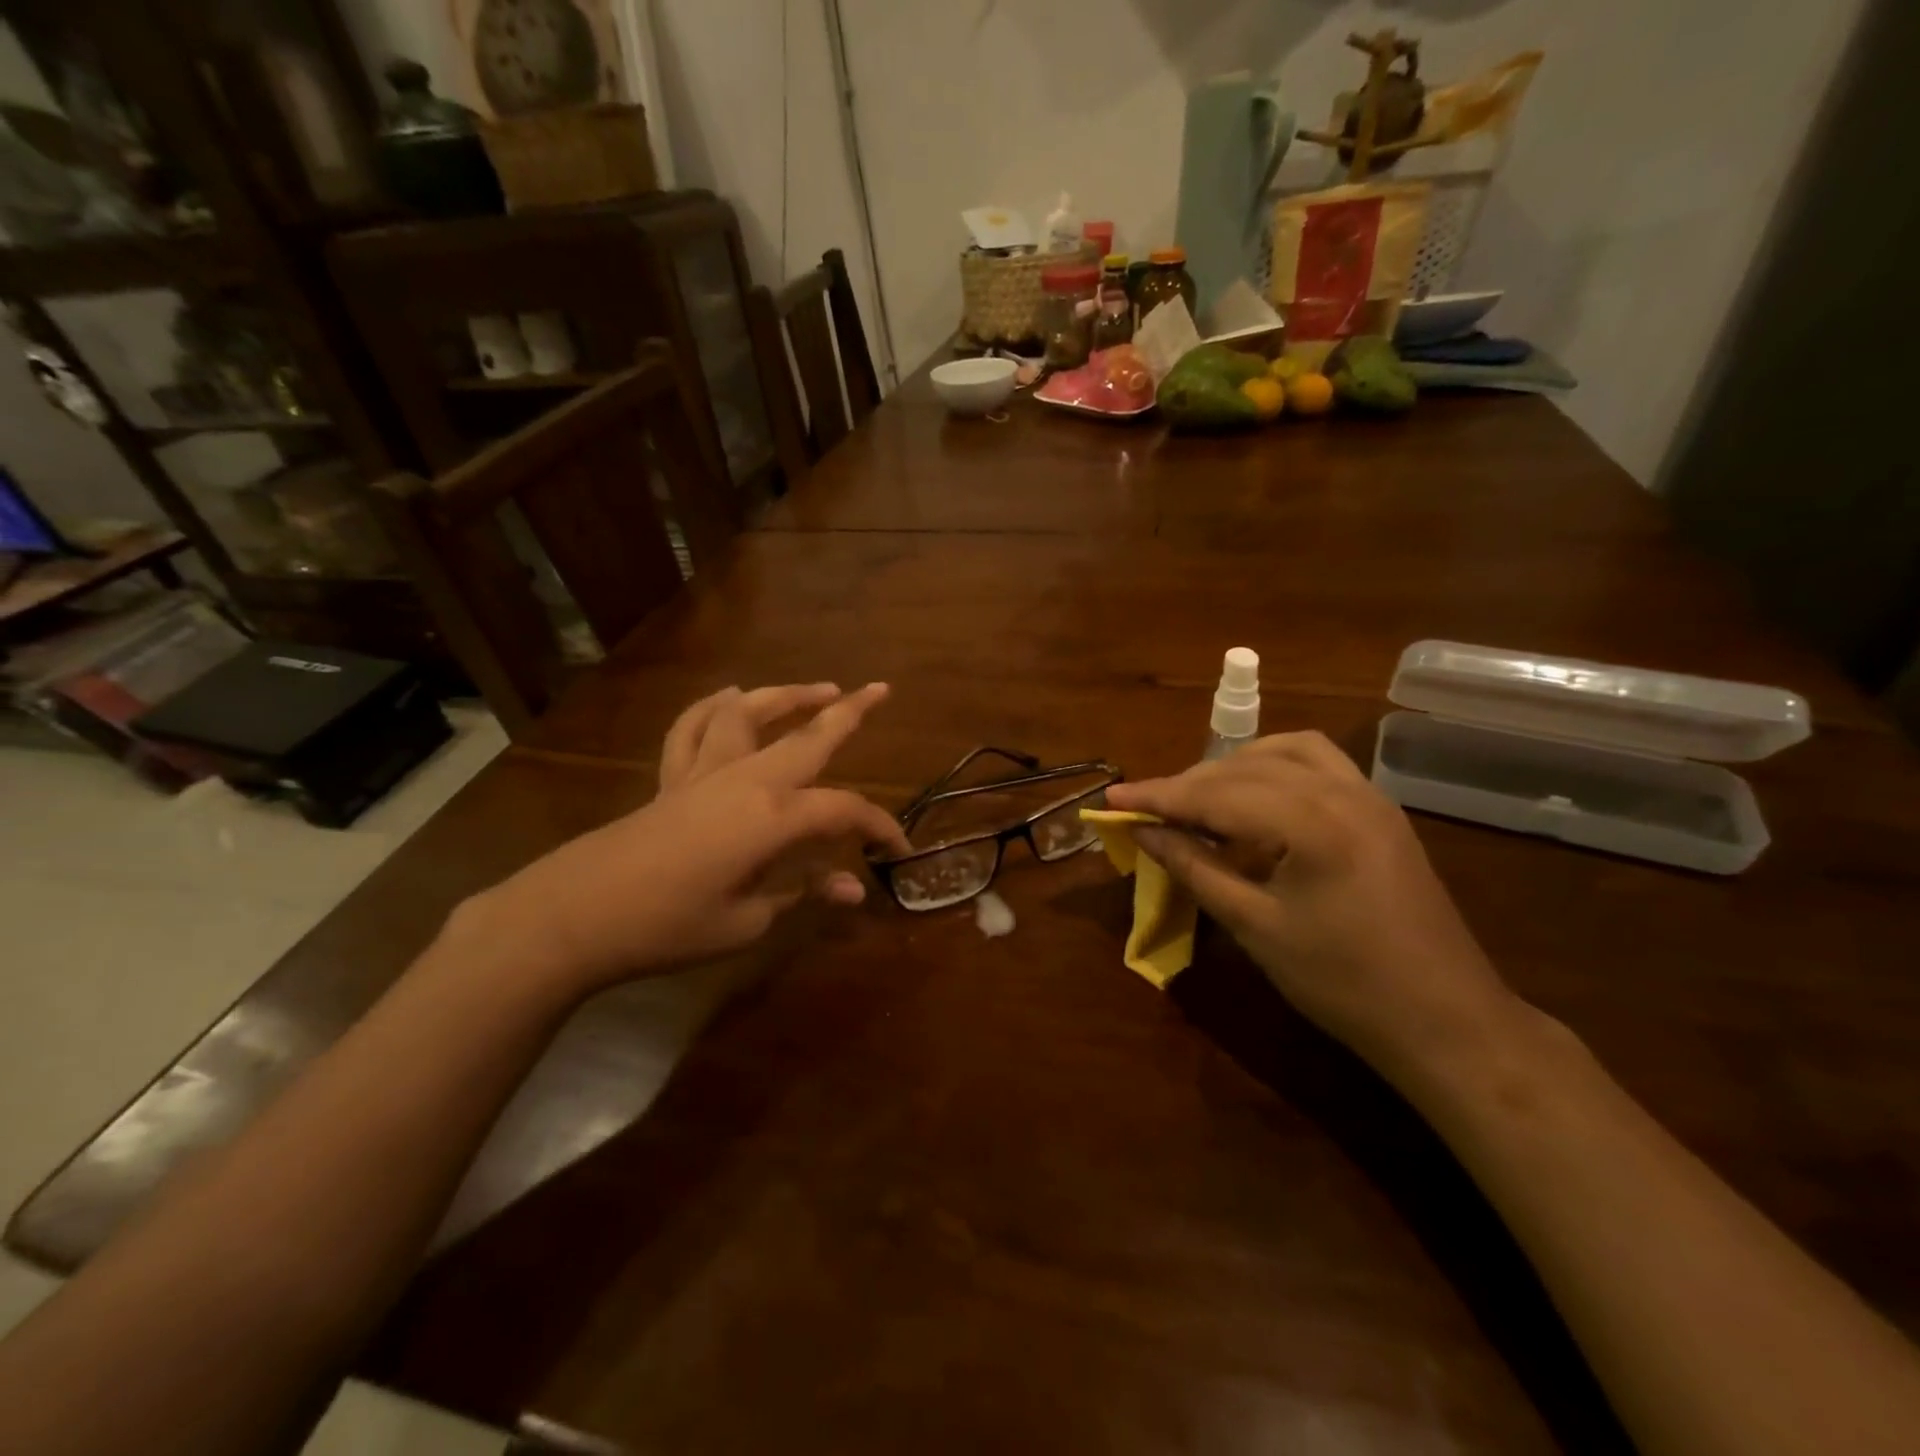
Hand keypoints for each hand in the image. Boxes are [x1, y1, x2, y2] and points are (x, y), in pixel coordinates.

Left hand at [463, 683, 910, 993]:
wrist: (577, 916)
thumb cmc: (670, 925)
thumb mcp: (748, 920)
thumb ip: (803, 893)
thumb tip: (852, 887)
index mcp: (774, 817)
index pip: (844, 811)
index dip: (879, 826)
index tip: (899, 848)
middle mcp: (746, 780)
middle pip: (807, 736)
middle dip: (849, 712)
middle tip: (880, 690)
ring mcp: (705, 772)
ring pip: (750, 715)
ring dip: (786, 696)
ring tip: (817, 689)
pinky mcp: (672, 779)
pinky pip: (691, 729)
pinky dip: (712, 708)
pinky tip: (727, 698)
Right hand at [1105, 732, 1518, 1079]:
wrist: (1445, 1020)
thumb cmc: (1342, 983)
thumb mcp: (1255, 927)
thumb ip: (1194, 868)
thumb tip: (1144, 832)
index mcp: (1311, 822)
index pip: (1216, 794)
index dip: (1158, 796)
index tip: (1112, 799)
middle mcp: (1342, 791)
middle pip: (1246, 766)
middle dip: (1190, 783)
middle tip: (1147, 810)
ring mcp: (1368, 795)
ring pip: (1285, 751)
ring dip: (1234, 765)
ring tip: (1199, 797)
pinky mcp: (1380, 809)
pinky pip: (1319, 763)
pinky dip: (1275, 767)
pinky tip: (1255, 797)